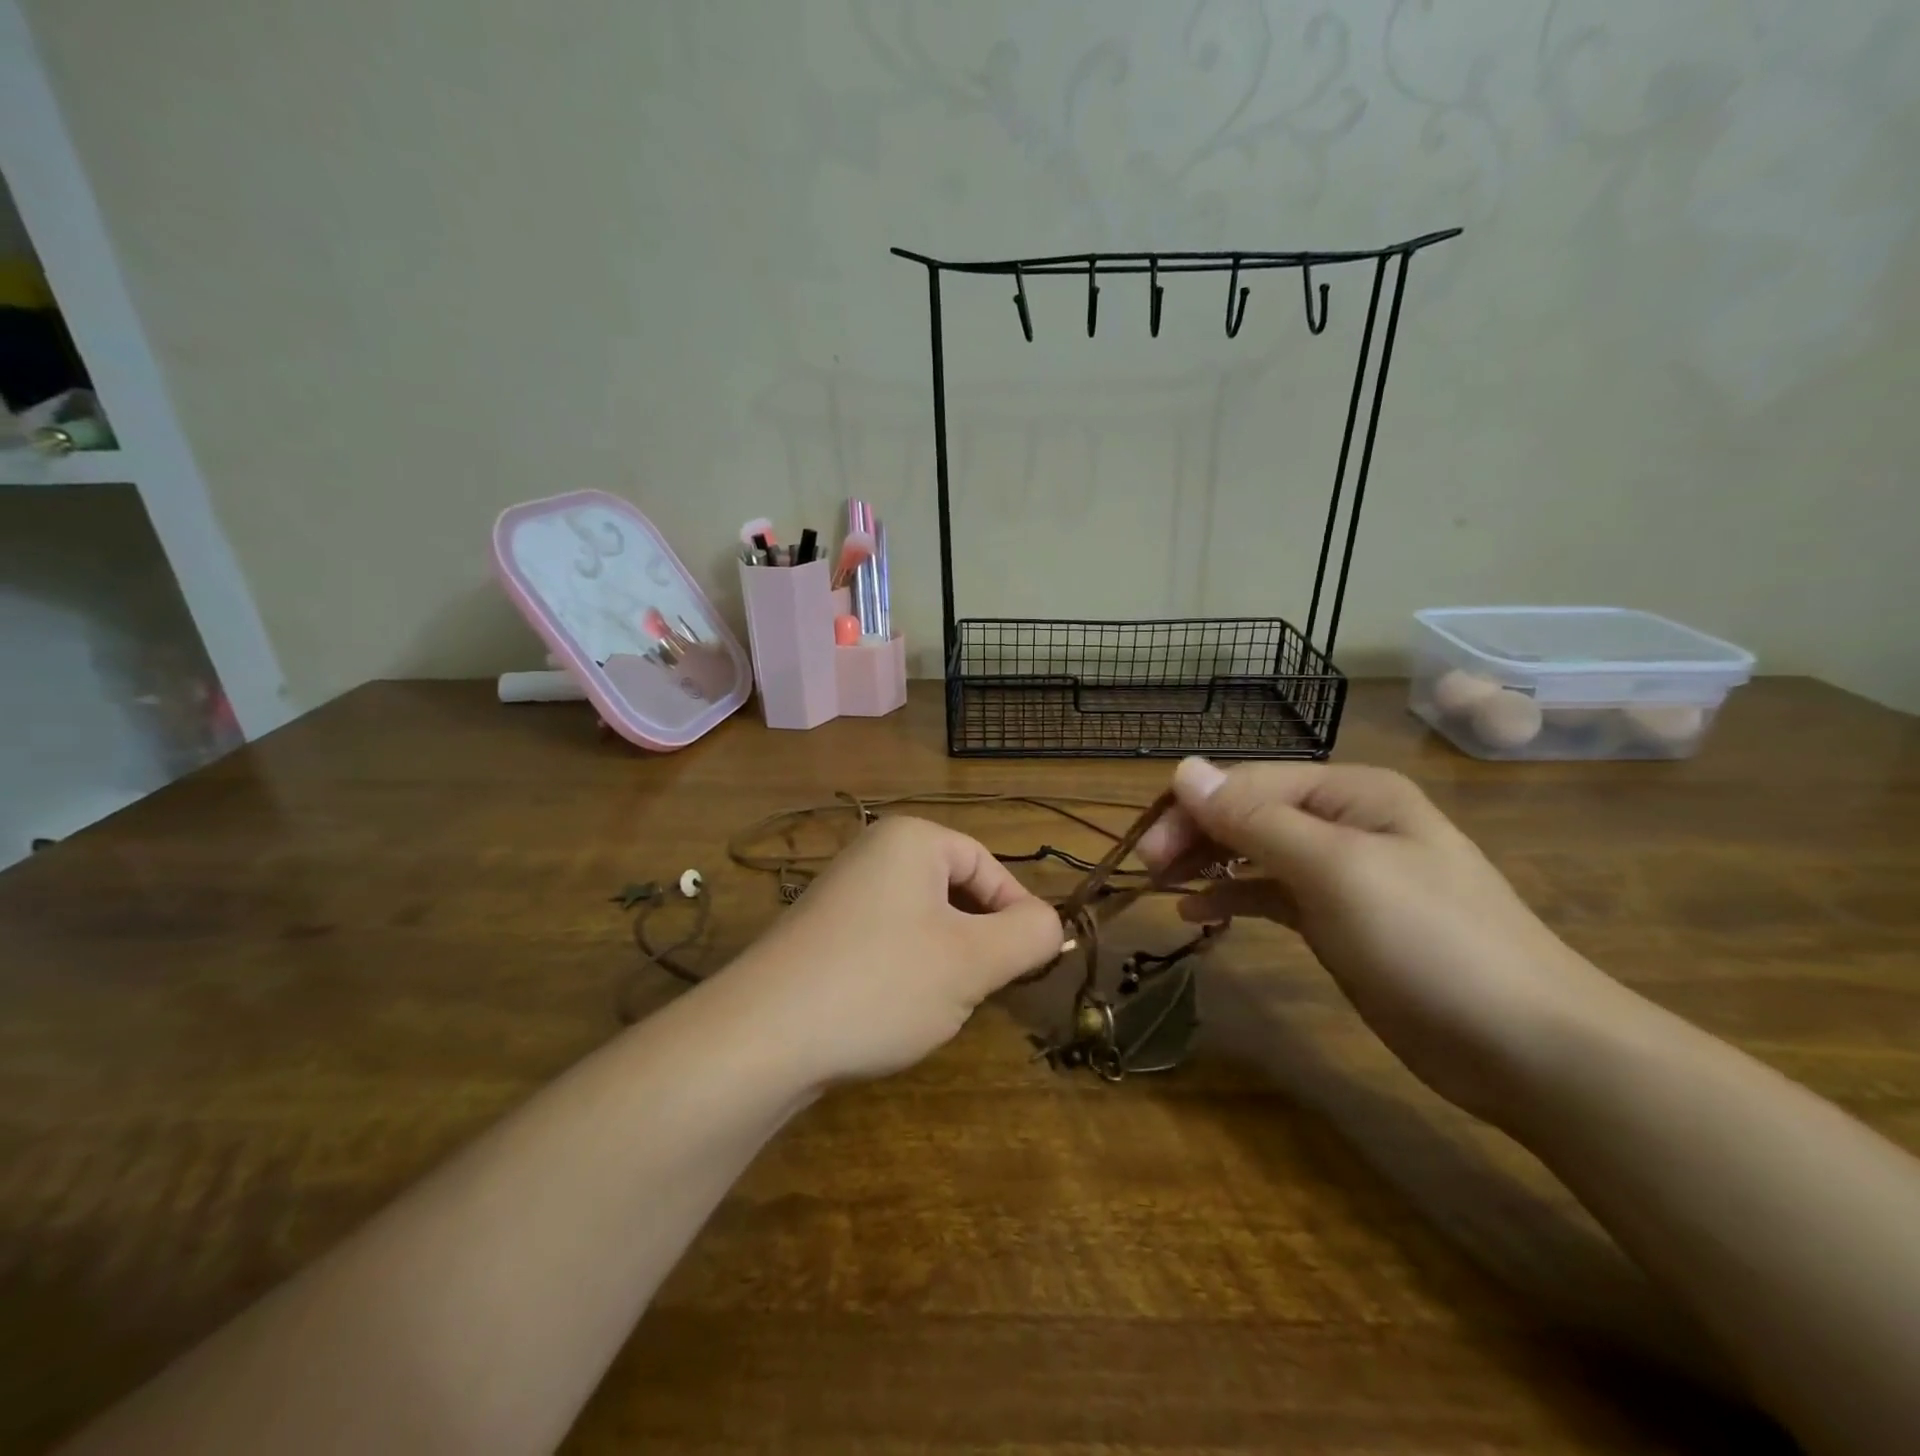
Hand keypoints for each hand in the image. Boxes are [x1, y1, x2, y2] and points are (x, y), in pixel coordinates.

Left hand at [726, 816, 1065, 1085]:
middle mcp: (873, 852)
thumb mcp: (973, 962)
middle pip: (956, 891)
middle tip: (980, 989)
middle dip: (977, 941)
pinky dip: (904, 972)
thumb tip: (1049, 923)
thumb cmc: (882, 983)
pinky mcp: (822, 933)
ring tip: (935, 1004)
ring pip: (923, 921)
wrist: (761, 1036)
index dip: (1018, 914)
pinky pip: (886, 941)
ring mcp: (842, 892)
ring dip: (944, 961)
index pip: (989, 866)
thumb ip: (1028, 936)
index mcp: (911, 839)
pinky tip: (894, 1011)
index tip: (1030, 965)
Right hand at [1137, 758, 1616, 1120]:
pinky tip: (1199, 912)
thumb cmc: (1427, 940)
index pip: (1249, 783)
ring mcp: (1344, 873)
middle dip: (1197, 834)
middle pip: (1250, 813)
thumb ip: (1255, 819)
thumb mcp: (1335, 870)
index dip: (1193, 809)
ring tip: (1164, 886)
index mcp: (1351, 792)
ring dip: (1209, 863)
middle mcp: (1345, 821)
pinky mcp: (1340, 919)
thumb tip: (1184, 769)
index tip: (1147, 850)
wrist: (1527, 1047)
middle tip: (1149, 870)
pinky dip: (1235, 897)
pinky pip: (1272, 894)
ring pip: (1256, 852)